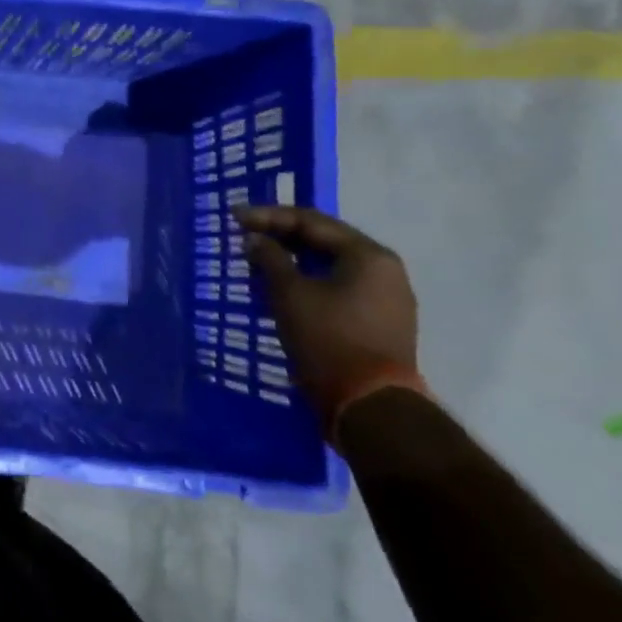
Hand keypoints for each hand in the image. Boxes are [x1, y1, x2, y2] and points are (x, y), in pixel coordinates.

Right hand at [237, 206, 424, 434]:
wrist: (370, 405)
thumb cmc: (328, 339)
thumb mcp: (289, 294)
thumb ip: (270, 259)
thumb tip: (255, 239)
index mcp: (368, 255)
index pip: (312, 221)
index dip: (269, 216)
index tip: (235, 218)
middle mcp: (385, 270)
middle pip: (326, 241)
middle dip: (282, 236)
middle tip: (246, 235)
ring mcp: (387, 298)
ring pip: (332, 266)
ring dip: (294, 260)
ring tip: (259, 260)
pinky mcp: (380, 322)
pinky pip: (339, 287)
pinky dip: (309, 281)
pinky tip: (283, 287)